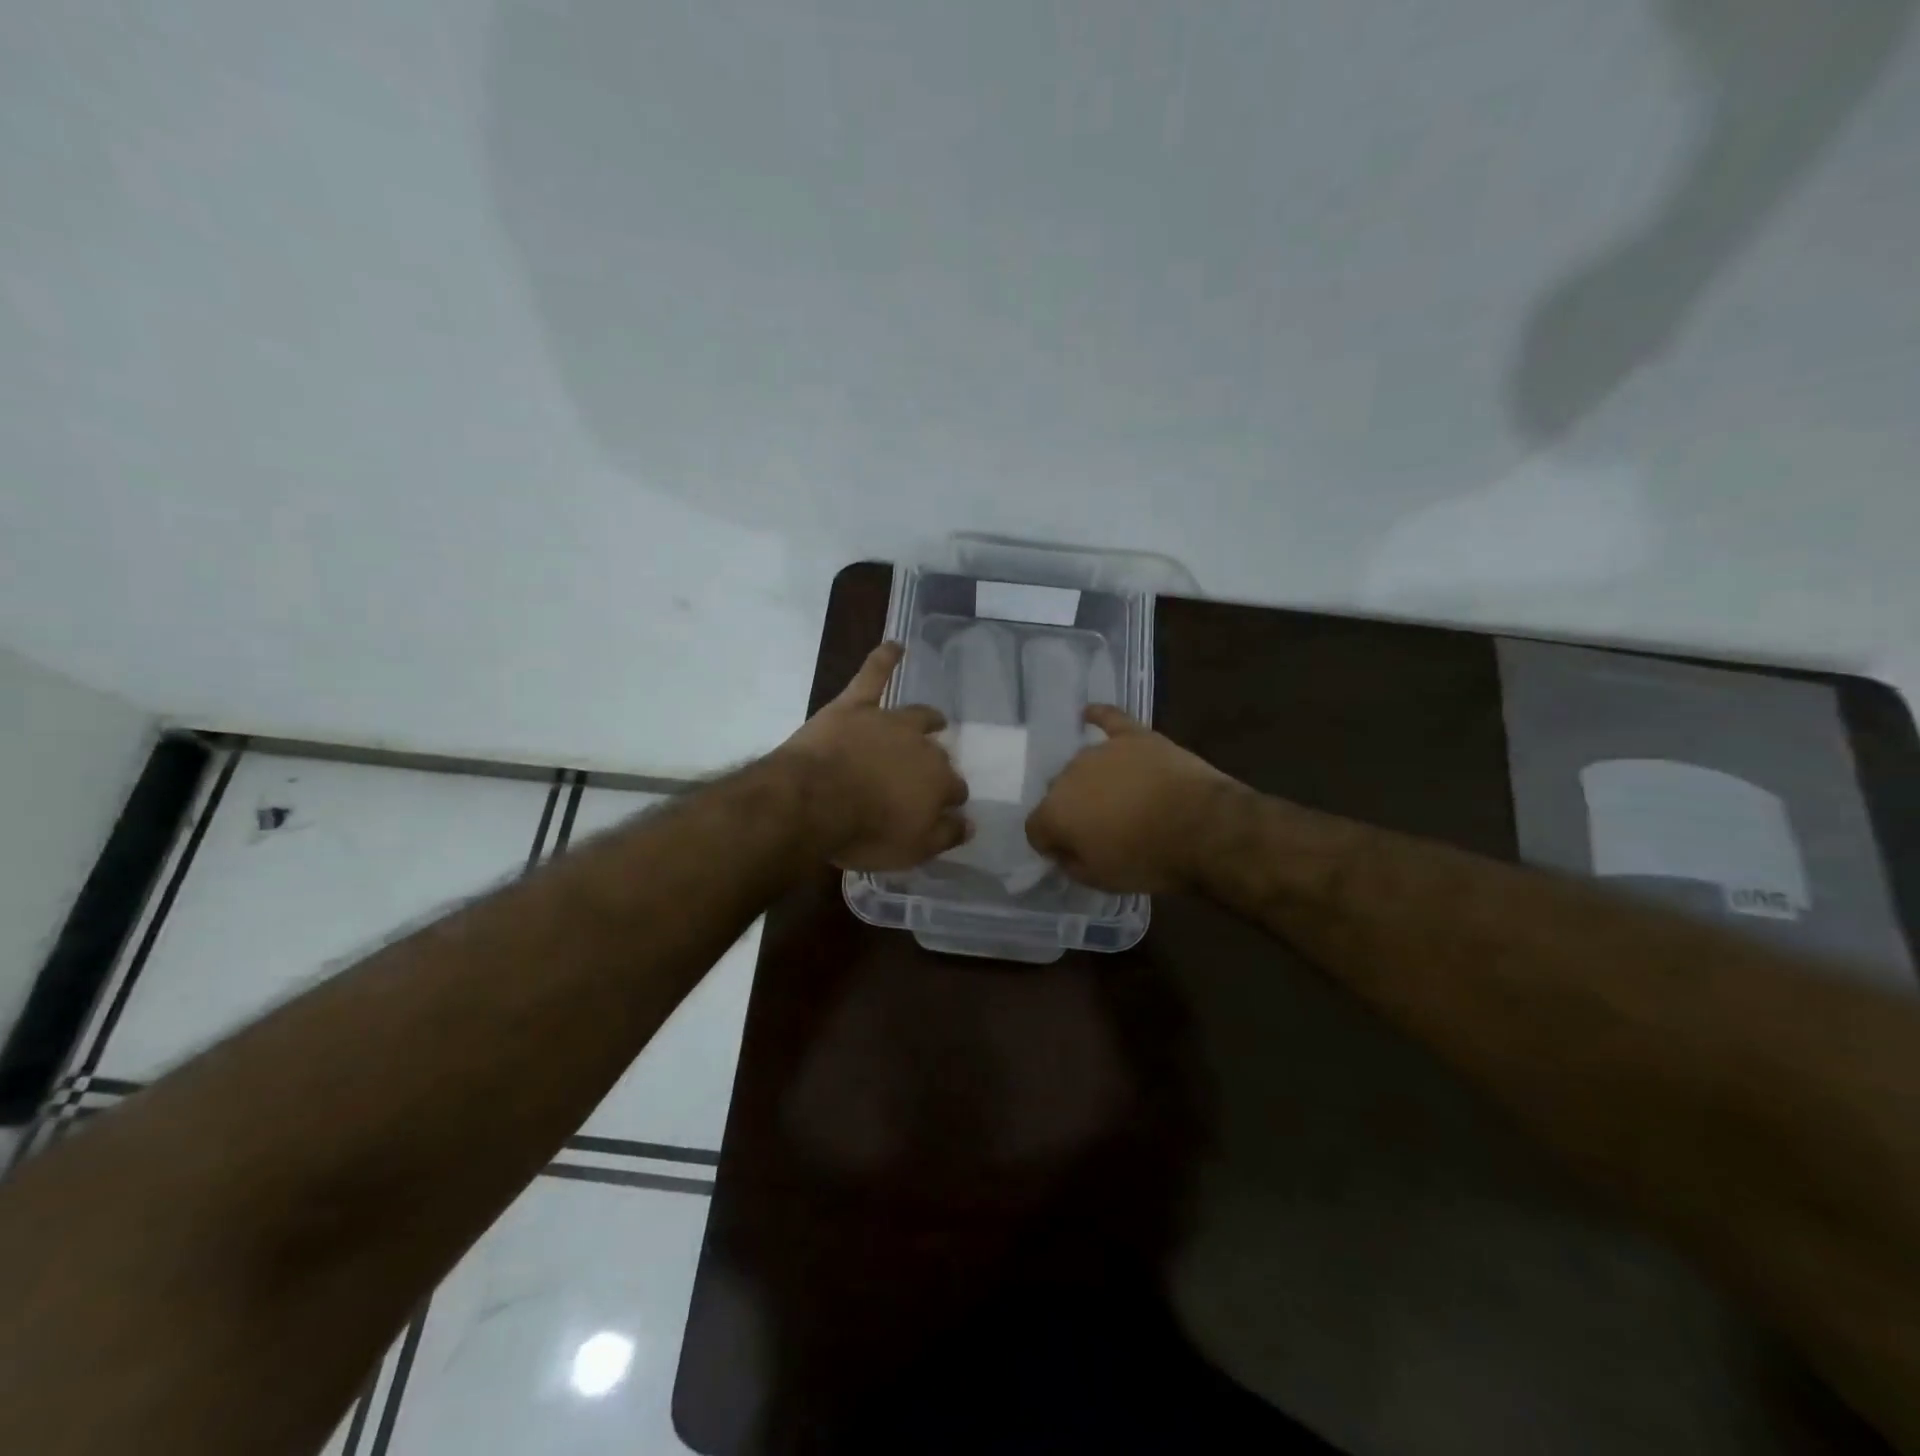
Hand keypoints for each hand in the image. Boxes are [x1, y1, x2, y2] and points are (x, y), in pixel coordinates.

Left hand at [777, 642, 970, 871]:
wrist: (813, 801)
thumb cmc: (864, 832)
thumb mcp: (912, 850)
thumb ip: (946, 835)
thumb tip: (970, 822)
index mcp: (938, 782)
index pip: (955, 789)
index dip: (950, 799)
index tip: (942, 809)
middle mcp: (921, 746)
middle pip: (937, 755)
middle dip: (936, 765)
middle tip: (924, 776)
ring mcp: (887, 721)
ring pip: (916, 716)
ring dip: (928, 718)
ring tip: (935, 719)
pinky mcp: (855, 706)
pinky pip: (872, 675)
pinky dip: (884, 659)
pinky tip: (895, 645)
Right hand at [1025, 706, 1234, 892]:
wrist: (1202, 828)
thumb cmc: (1148, 860)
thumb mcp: (1101, 880)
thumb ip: (1071, 863)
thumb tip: (1063, 851)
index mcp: (1054, 812)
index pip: (1036, 828)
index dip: (1051, 844)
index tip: (1071, 854)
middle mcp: (1068, 775)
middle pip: (1058, 793)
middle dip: (1072, 810)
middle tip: (1100, 828)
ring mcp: (1101, 751)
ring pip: (1082, 765)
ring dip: (1090, 781)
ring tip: (1116, 797)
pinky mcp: (1133, 736)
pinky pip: (1108, 719)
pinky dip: (1097, 717)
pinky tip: (1088, 714)